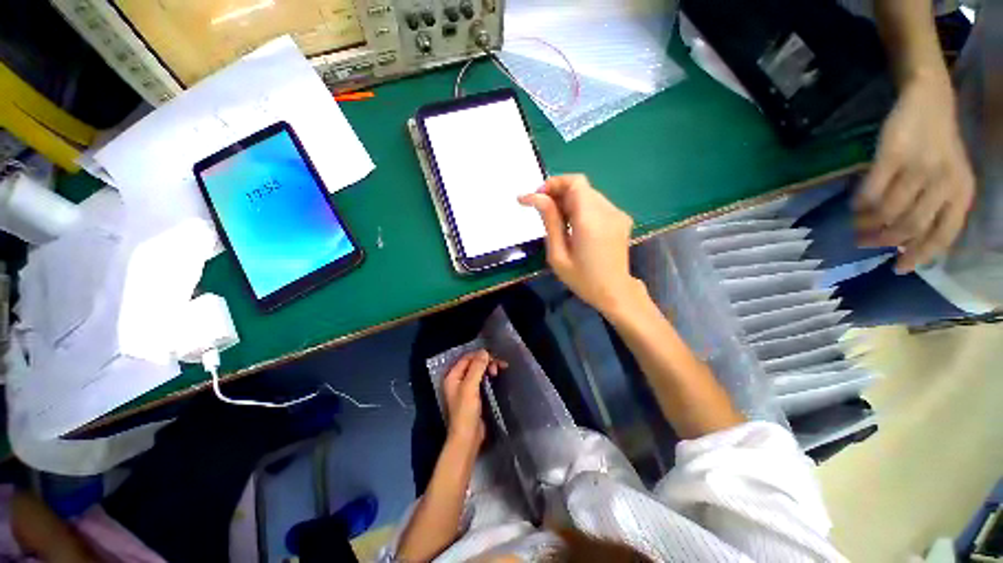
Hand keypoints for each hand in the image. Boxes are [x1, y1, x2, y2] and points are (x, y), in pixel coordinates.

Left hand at [442, 350, 504, 448]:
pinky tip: (496, 377)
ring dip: (488, 368)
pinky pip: (482, 380)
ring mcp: (466, 388)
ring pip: (479, 371)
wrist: (467, 437)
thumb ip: (476, 368)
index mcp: (453, 376)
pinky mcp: (474, 395)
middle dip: (486, 362)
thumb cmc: (465, 411)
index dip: (480, 356)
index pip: (467, 358)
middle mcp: (458, 380)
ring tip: (498, 372)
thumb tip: (484, 352)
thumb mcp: (470, 387)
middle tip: (498, 367)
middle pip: (473, 363)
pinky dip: (489, 376)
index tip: (494, 358)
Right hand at [519, 175, 643, 315]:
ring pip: (588, 194)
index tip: (536, 197)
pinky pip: (596, 204)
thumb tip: (536, 197)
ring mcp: (617, 214)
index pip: (575, 183)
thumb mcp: (558, 255)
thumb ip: (549, 222)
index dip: (553, 184)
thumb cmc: (582, 279)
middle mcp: (607, 211)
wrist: (615, 292)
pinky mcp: (621, 218)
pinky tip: (573, 225)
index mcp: (590, 220)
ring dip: (569, 201)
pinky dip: (581, 208)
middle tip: (542, 210)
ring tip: (557, 221)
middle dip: (558, 193)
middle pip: (581, 187)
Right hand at [854, 74, 974, 272]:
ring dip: (867, 222)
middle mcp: (943, 183)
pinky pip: (872, 190)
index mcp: (960, 193)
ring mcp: (918, 167)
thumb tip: (903, 244)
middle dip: (883, 239)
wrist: (930, 102)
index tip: (896, 268)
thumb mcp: (947, 180)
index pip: (942, 235)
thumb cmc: (939, 148)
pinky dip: (860, 202)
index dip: (919, 256)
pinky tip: (855, 205)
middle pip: (910, 226)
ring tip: (856, 223)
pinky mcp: (892, 155)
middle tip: (862, 242)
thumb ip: (933, 210)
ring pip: (888, 211)